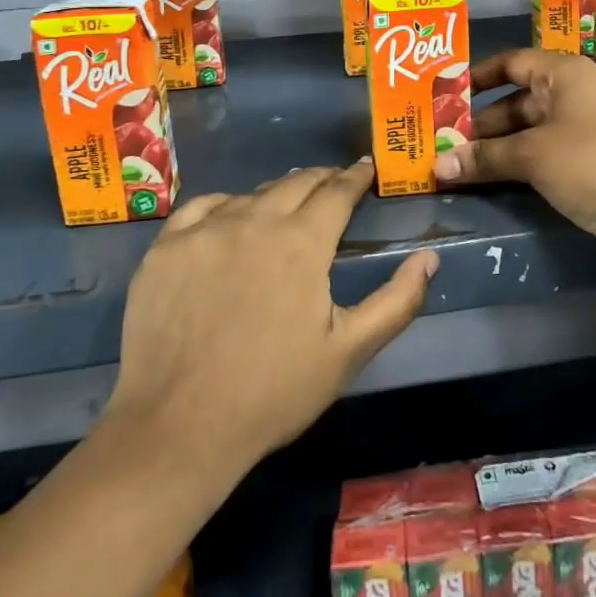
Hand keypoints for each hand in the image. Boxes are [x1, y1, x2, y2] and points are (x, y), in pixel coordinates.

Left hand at [103, 162, 436, 484]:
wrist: (177, 428)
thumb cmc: (273, 392)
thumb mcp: (349, 351)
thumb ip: (397, 301)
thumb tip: (430, 257)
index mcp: (302, 242)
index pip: (337, 192)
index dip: (355, 177)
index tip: (366, 168)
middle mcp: (254, 220)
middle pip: (296, 183)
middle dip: (321, 179)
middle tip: (334, 183)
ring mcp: (204, 230)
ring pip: (251, 195)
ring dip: (276, 194)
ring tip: (286, 204)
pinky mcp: (166, 247)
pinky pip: (203, 207)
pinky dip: (226, 205)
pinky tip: (229, 219)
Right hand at [432, 49, 595, 290]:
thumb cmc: (593, 163)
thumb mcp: (532, 157)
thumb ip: (484, 157)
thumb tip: (438, 165)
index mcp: (566, 73)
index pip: (513, 62)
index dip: (478, 76)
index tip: (447, 96)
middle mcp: (579, 91)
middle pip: (520, 99)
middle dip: (483, 122)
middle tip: (446, 141)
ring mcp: (591, 125)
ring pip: (534, 128)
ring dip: (500, 146)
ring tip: (462, 164)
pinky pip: (549, 150)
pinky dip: (523, 161)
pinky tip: (498, 178)